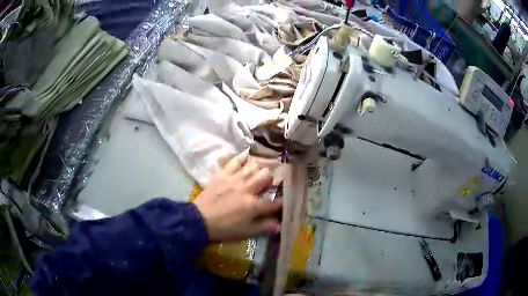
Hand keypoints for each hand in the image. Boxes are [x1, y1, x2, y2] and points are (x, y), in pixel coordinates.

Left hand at [193, 151, 281, 241]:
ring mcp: (234, 179)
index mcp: (253, 206)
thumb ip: (264, 227)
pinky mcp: (223, 174)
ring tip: (255, 175)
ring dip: (257, 170)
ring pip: (253, 166)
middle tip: (265, 186)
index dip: (281, 202)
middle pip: (266, 176)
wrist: (200, 220)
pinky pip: (235, 161)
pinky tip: (246, 158)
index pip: (273, 203)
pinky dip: (242, 158)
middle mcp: (247, 189)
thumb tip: (279, 225)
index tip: (283, 201)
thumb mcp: (245, 232)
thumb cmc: (224, 228)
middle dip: (269, 180)